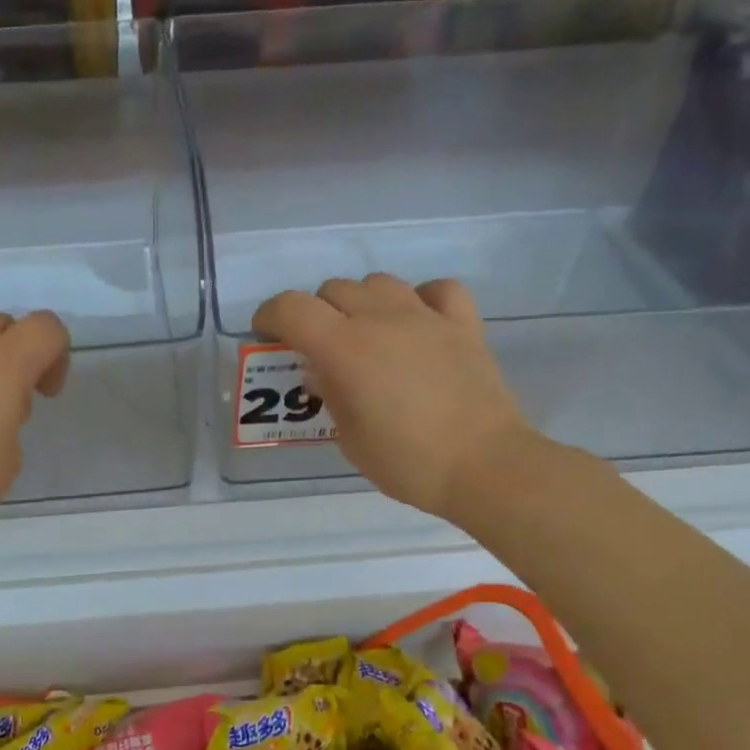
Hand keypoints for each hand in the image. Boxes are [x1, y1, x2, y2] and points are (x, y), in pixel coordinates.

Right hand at [253, 274, 534, 521]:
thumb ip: (329, 395)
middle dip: (315, 313)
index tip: (266, 334)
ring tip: (364, 335)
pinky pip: (436, 290)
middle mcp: (382, 319)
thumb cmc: (406, 462)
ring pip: (379, 283)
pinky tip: (416, 323)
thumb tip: (321, 371)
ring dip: (361, 302)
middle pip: (334, 290)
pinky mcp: (464, 324)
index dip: (270, 316)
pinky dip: (419, 299)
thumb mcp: (349, 438)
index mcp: (345, 348)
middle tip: (316, 347)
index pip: (292, 308)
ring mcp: (426, 317)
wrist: (483, 466)